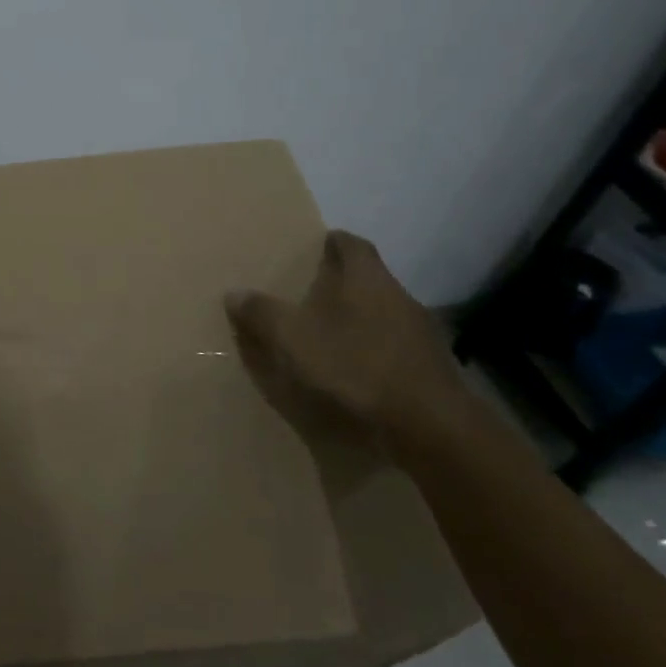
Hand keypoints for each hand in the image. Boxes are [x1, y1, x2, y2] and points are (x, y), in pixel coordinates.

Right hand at [223, 231, 457, 439]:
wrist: (428, 425)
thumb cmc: (354, 365)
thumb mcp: (292, 337)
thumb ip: (262, 313)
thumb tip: (234, 292)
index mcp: (366, 277)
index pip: (351, 243)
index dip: (331, 242)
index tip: (313, 248)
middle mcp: (398, 295)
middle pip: (368, 278)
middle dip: (341, 283)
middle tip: (309, 293)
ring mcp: (421, 332)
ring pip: (383, 312)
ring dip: (358, 319)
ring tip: (329, 334)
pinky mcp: (431, 367)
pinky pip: (394, 346)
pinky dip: (374, 350)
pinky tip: (356, 370)